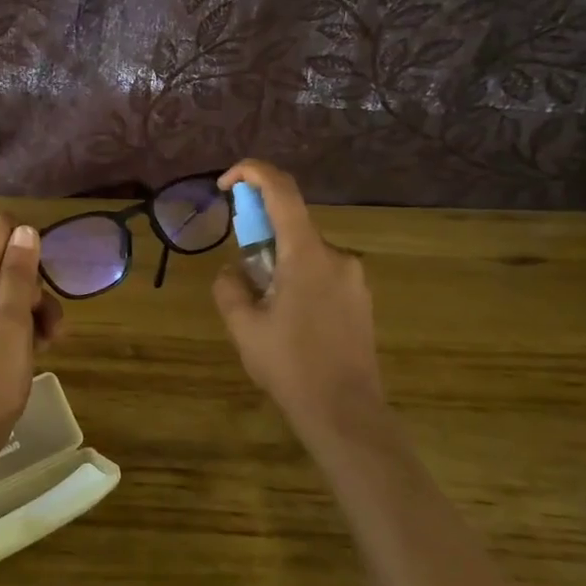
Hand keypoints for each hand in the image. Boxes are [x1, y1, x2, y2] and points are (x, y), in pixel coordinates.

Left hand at [0, 216, 64, 450]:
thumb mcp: (13, 325)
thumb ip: (19, 275)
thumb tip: (25, 229)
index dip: (29, 246)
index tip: (48, 277)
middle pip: (7, 265)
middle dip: (36, 289)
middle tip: (51, 325)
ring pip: (8, 293)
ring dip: (34, 312)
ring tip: (49, 343)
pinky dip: (21, 327)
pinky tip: (36, 350)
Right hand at [213, 159, 386, 443]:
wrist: (345, 413)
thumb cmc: (290, 367)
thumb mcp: (243, 327)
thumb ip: (230, 287)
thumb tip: (234, 270)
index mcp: (306, 254)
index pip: (282, 191)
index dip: (252, 172)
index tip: (225, 182)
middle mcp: (337, 255)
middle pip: (292, 225)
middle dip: (260, 237)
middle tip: (241, 276)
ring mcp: (354, 278)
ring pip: (306, 253)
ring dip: (279, 264)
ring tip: (265, 311)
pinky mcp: (361, 299)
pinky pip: (323, 273)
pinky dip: (299, 279)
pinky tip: (290, 322)